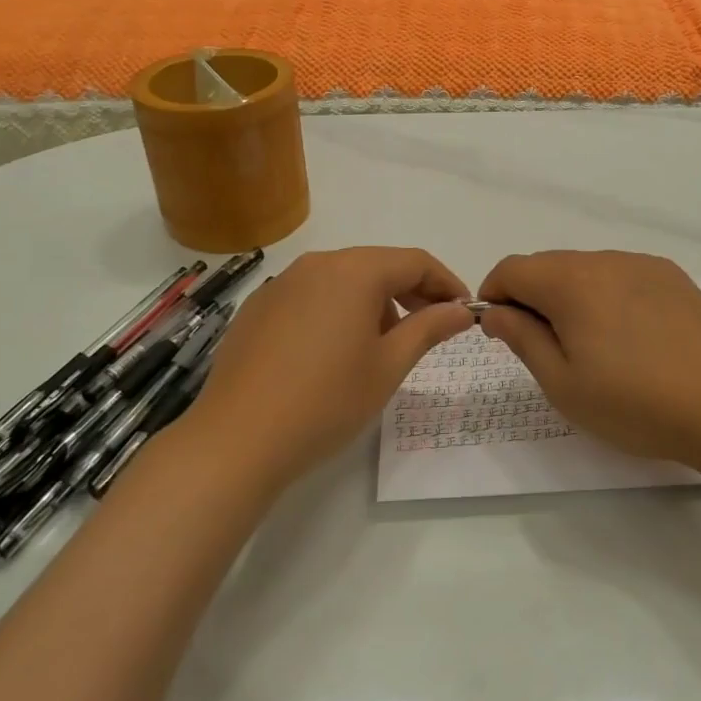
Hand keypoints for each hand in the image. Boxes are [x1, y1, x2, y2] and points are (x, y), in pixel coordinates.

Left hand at [183, 247, 474, 489]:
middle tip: (430, 327)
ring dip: (372, 301)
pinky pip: (311, 295)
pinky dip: (335, 310)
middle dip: (410, 291)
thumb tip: (460, 310)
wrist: (237, 439)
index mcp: (355, 271)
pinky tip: (332, 352)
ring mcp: (282, 283)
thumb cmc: (326, 401)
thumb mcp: (388, 366)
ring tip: (380, 345)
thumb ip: (429, 328)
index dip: (445, 283)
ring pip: (343, 279)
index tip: (463, 310)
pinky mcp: (258, 307)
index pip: (414, 261)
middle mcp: (318, 264)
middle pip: (377, 265)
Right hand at [476, 251, 700, 466]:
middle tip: (544, 345)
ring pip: (585, 268)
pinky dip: (608, 294)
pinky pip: (620, 274)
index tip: (500, 331)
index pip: (512, 268)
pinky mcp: (670, 274)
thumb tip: (496, 311)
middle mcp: (603, 260)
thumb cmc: (633, 403)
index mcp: (570, 283)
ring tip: (592, 343)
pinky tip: (629, 334)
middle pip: (548, 265)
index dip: (495, 294)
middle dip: (532, 296)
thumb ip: (522, 338)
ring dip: (571, 294)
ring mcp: (640, 263)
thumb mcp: (562, 383)